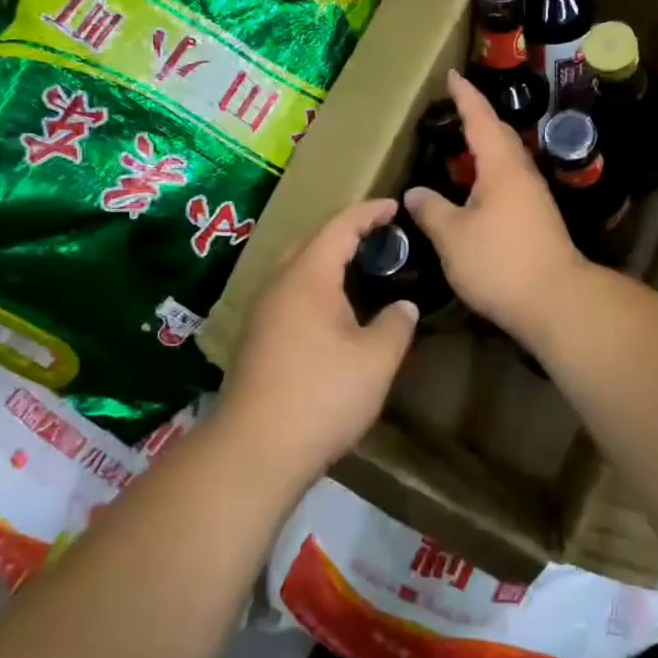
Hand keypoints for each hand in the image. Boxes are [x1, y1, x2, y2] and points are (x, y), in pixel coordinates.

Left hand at [216, 198, 417, 486]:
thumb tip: (403, 307)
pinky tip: (333, 314)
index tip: (394, 205)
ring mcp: (261, 314)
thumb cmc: (322, 395)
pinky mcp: (256, 340)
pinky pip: (289, 296)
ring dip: (326, 262)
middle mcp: (278, 286)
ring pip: (296, 271)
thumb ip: (395, 325)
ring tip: (359, 271)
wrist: (255, 451)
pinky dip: (315, 289)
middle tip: (378, 237)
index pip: (339, 226)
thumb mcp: (376, 360)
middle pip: (311, 242)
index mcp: (307, 278)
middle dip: (344, 232)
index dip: (369, 212)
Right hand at [404, 70, 588, 346]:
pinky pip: (509, 180)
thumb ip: (431, 210)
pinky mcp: (538, 218)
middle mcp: (521, 173)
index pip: (480, 119)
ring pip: (506, 158)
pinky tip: (476, 188)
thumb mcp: (452, 236)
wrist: (555, 300)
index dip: (465, 96)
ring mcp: (533, 196)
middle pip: (498, 134)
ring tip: (462, 143)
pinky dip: (489, 172)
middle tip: (455, 106)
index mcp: (501, 166)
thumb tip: (415, 193)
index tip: (452, 75)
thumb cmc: (499, 262)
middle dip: (477, 116)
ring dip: (485, 145)